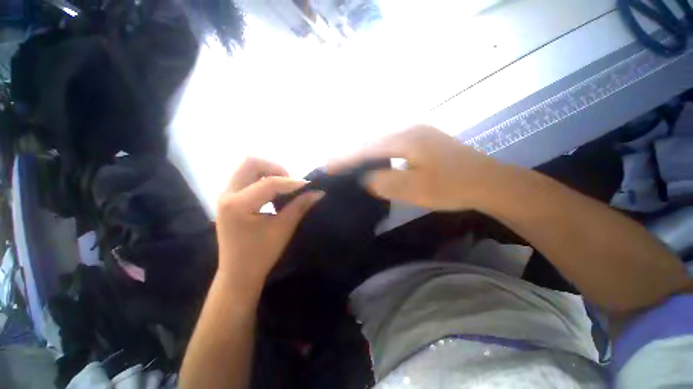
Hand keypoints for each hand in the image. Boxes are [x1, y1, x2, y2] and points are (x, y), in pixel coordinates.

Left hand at [216, 157, 323, 293]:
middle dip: (275, 168)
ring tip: (283, 188)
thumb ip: (300, 206)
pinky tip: (273, 193)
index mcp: (238, 204)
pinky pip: (246, 178)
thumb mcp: (283, 228)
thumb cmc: (260, 254)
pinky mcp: (229, 199)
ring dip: (268, 172)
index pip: (269, 182)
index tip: (309, 185)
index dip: (292, 182)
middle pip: (250, 163)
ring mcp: (226, 195)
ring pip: (247, 168)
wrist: (238, 273)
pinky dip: (262, 179)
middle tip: (290, 183)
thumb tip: (318, 192)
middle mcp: (227, 194)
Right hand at [330, 125, 504, 209]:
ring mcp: (418, 133)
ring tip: (349, 164)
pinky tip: (374, 162)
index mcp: (406, 138)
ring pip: (382, 143)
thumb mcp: (414, 189)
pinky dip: (379, 155)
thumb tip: (365, 178)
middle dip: (352, 153)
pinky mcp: (424, 141)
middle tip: (335, 164)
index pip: (367, 147)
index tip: (329, 165)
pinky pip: (393, 146)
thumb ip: (384, 182)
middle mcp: (410, 129)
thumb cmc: (452, 187)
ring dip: (365, 154)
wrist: (489, 182)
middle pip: (373, 141)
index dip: (347, 157)